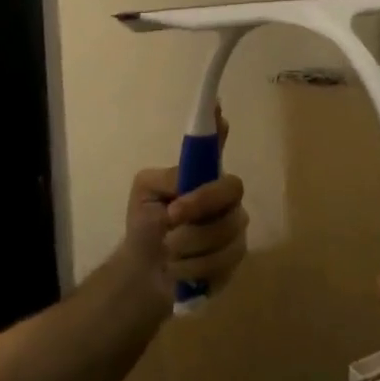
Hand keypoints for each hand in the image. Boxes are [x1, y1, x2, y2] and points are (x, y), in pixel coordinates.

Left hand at [120, 111, 248, 306]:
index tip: (218, 108)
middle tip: (172, 216)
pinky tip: (179, 269)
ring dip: (188, 243)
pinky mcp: (235, 258)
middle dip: (200, 204)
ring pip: (225, 230)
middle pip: (231, 189)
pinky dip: (193, 268)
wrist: (145, 272)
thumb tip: (187, 173)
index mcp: (202, 175)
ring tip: (168, 250)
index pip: (216, 145)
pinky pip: (223, 260)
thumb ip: (167, 180)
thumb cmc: (146, 225)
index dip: (219, 126)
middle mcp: (225, 196)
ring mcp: (234, 226)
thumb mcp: (145, 195)